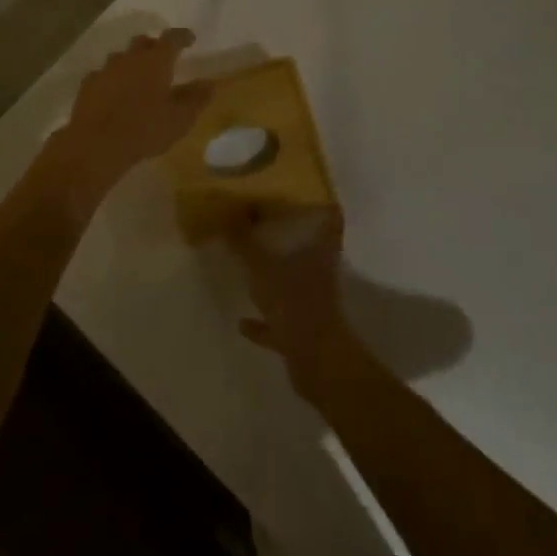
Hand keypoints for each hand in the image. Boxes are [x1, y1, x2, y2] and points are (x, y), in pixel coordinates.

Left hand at [44, 29, 209, 216]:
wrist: (96, 144)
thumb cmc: (145, 129)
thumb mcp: (180, 119)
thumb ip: (196, 99)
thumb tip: (209, 83)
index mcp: (156, 61)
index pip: (172, 39)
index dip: (182, 37)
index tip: (189, 38)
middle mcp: (130, 58)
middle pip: (143, 42)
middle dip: (154, 46)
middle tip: (162, 58)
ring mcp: (105, 69)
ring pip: (121, 57)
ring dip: (131, 63)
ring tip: (137, 78)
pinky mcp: (88, 85)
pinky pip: (103, 74)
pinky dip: (112, 79)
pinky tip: (113, 93)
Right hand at [224, 206, 356, 401]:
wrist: (315, 361)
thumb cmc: (293, 301)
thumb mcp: (261, 265)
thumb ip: (244, 240)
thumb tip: (227, 210)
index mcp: (320, 252)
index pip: (330, 220)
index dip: (322, 205)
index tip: (306, 194)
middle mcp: (320, 275)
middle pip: (312, 251)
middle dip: (292, 241)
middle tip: (266, 227)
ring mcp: (313, 306)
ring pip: (295, 285)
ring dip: (277, 279)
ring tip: (251, 269)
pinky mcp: (303, 333)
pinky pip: (280, 322)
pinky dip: (264, 321)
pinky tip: (243, 321)